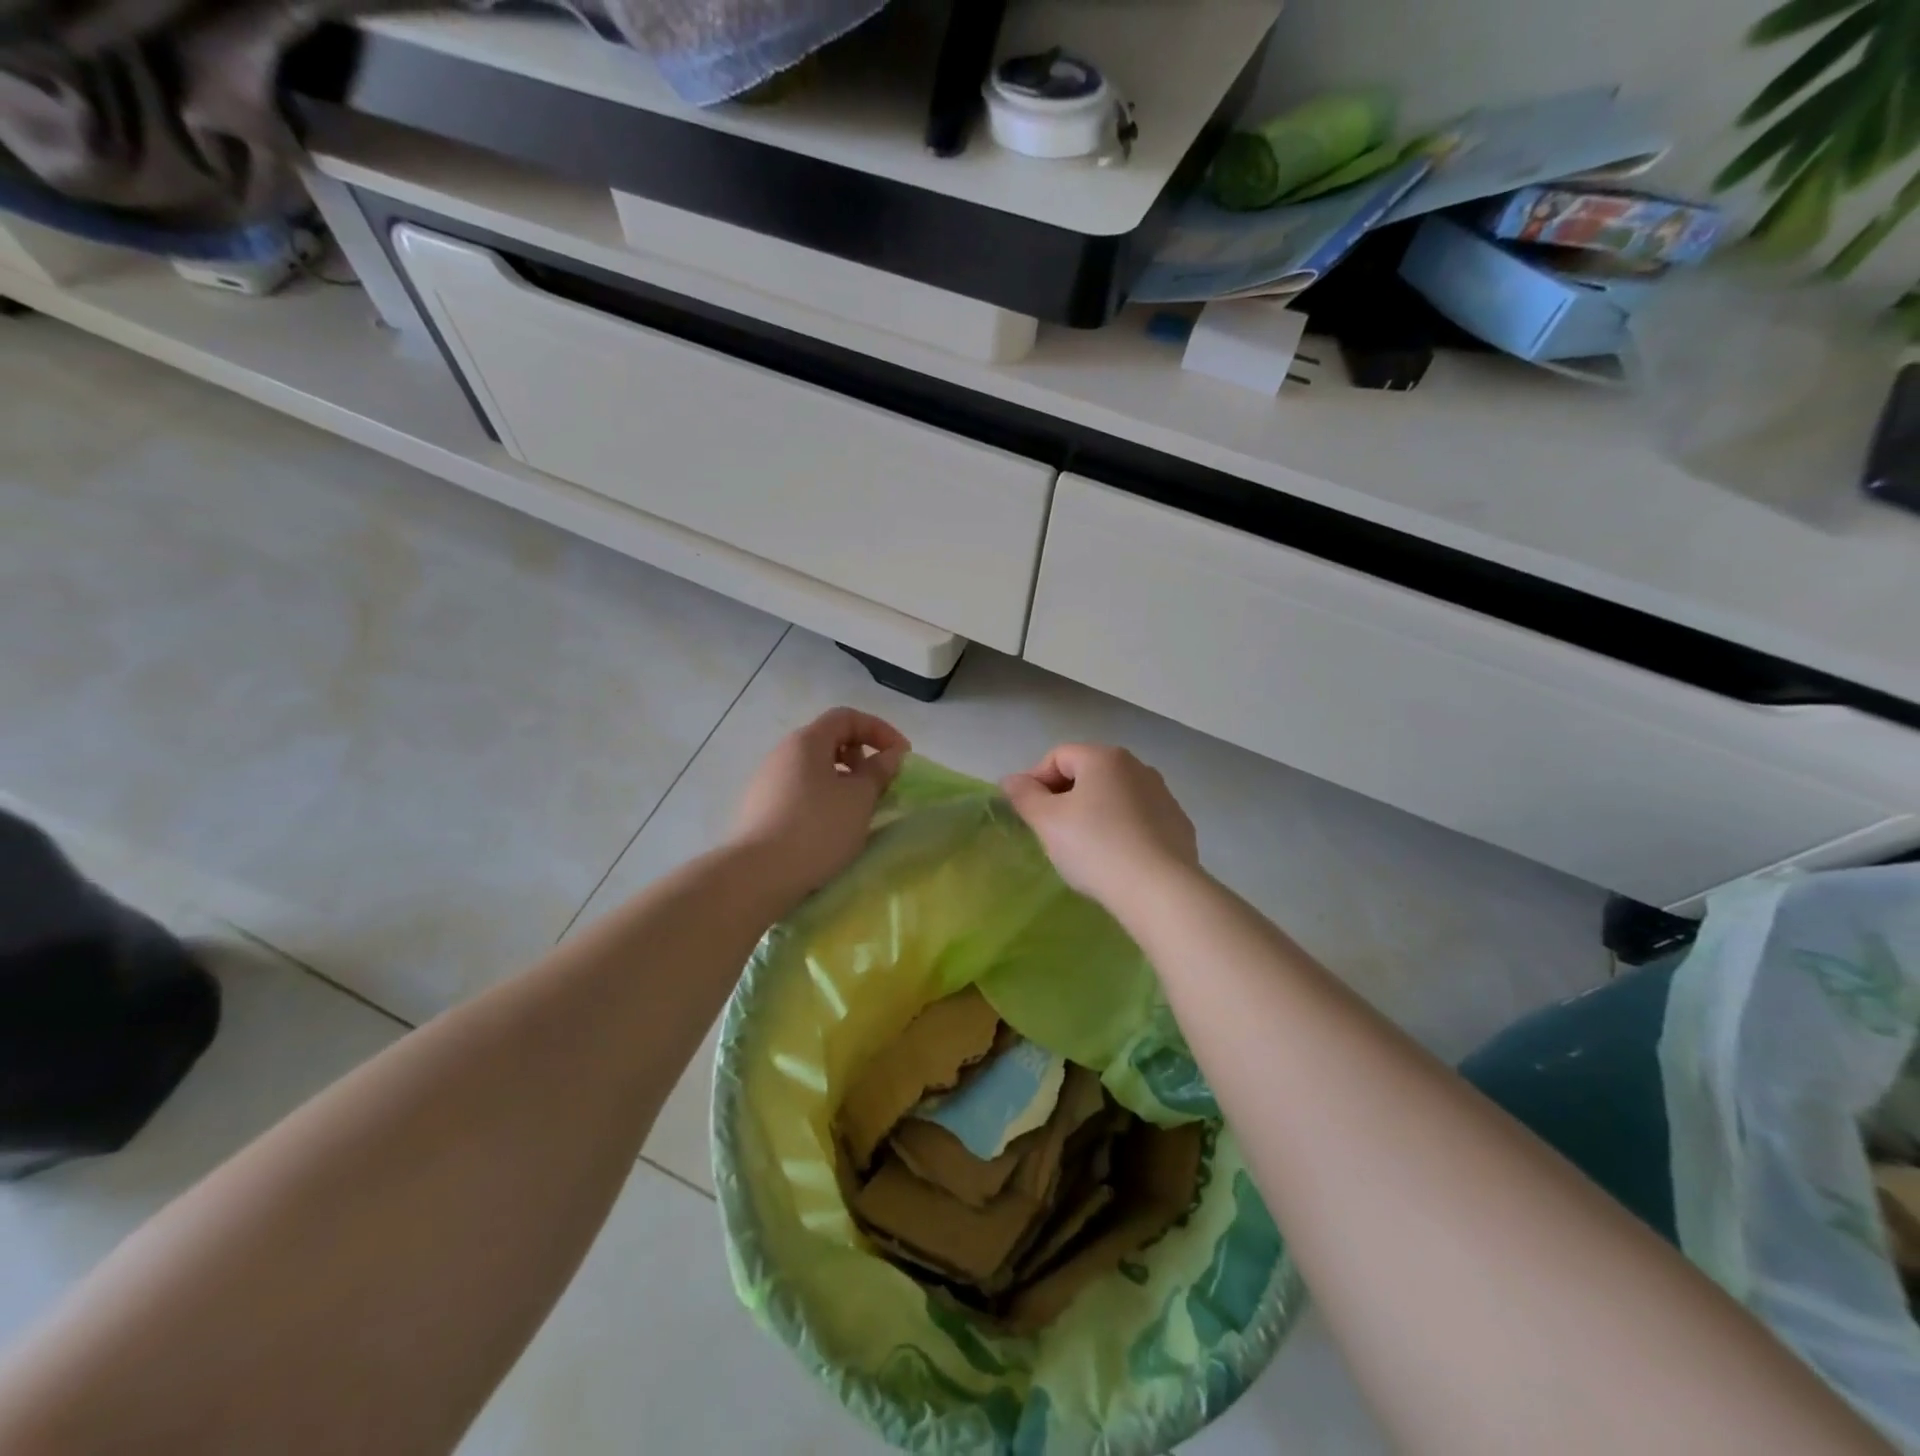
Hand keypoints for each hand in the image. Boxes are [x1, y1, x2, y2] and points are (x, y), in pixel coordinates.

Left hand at [728, 708, 909, 908]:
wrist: (758, 874)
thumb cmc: (816, 828)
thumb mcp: (859, 798)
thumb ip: (878, 771)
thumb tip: (890, 755)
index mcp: (807, 741)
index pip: (847, 717)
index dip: (879, 730)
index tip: (901, 756)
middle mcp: (783, 753)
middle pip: (828, 740)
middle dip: (861, 755)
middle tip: (879, 784)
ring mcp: (767, 781)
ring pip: (814, 768)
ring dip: (843, 780)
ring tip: (858, 809)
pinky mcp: (760, 808)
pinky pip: (800, 791)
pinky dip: (823, 797)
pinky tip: (831, 827)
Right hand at [1001, 744, 1199, 907]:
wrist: (1160, 890)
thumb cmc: (1095, 847)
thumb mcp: (1047, 822)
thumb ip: (1024, 795)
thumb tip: (1012, 780)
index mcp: (1104, 758)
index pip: (1057, 756)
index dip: (1035, 780)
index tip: (1026, 813)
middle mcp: (1137, 766)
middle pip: (1088, 773)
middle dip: (1065, 796)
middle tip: (1051, 831)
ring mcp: (1163, 795)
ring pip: (1115, 796)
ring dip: (1094, 812)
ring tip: (1084, 847)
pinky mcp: (1178, 824)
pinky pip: (1139, 819)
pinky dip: (1122, 829)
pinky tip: (1116, 858)